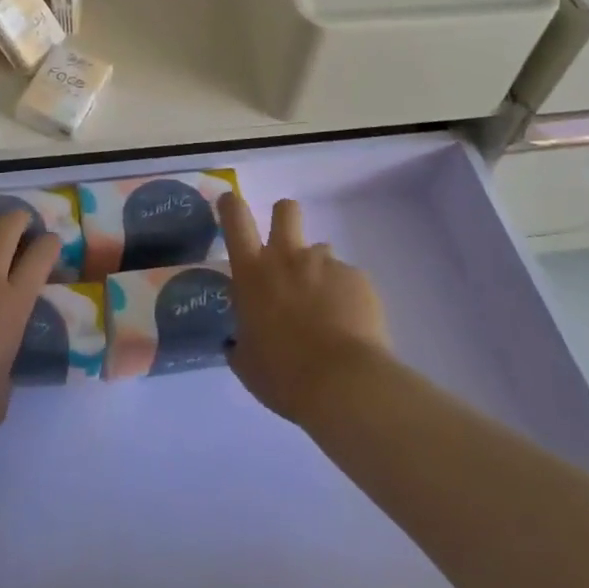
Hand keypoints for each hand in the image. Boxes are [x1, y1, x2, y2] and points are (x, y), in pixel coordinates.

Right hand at [219, 194, 392, 427]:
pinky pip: (348, 280)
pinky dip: (346, 298)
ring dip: (318, 272)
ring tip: (327, 311)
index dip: (231, 205)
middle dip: (284, 218)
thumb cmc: (283, 374)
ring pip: (320, 251)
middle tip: (286, 248)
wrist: (344, 385)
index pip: (235, 218)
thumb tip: (237, 341)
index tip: (231, 203)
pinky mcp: (358, 278)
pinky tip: (351, 328)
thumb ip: (240, 341)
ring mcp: (325, 264)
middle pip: (285, 210)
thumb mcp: (246, 362)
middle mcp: (287, 257)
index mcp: (252, 272)